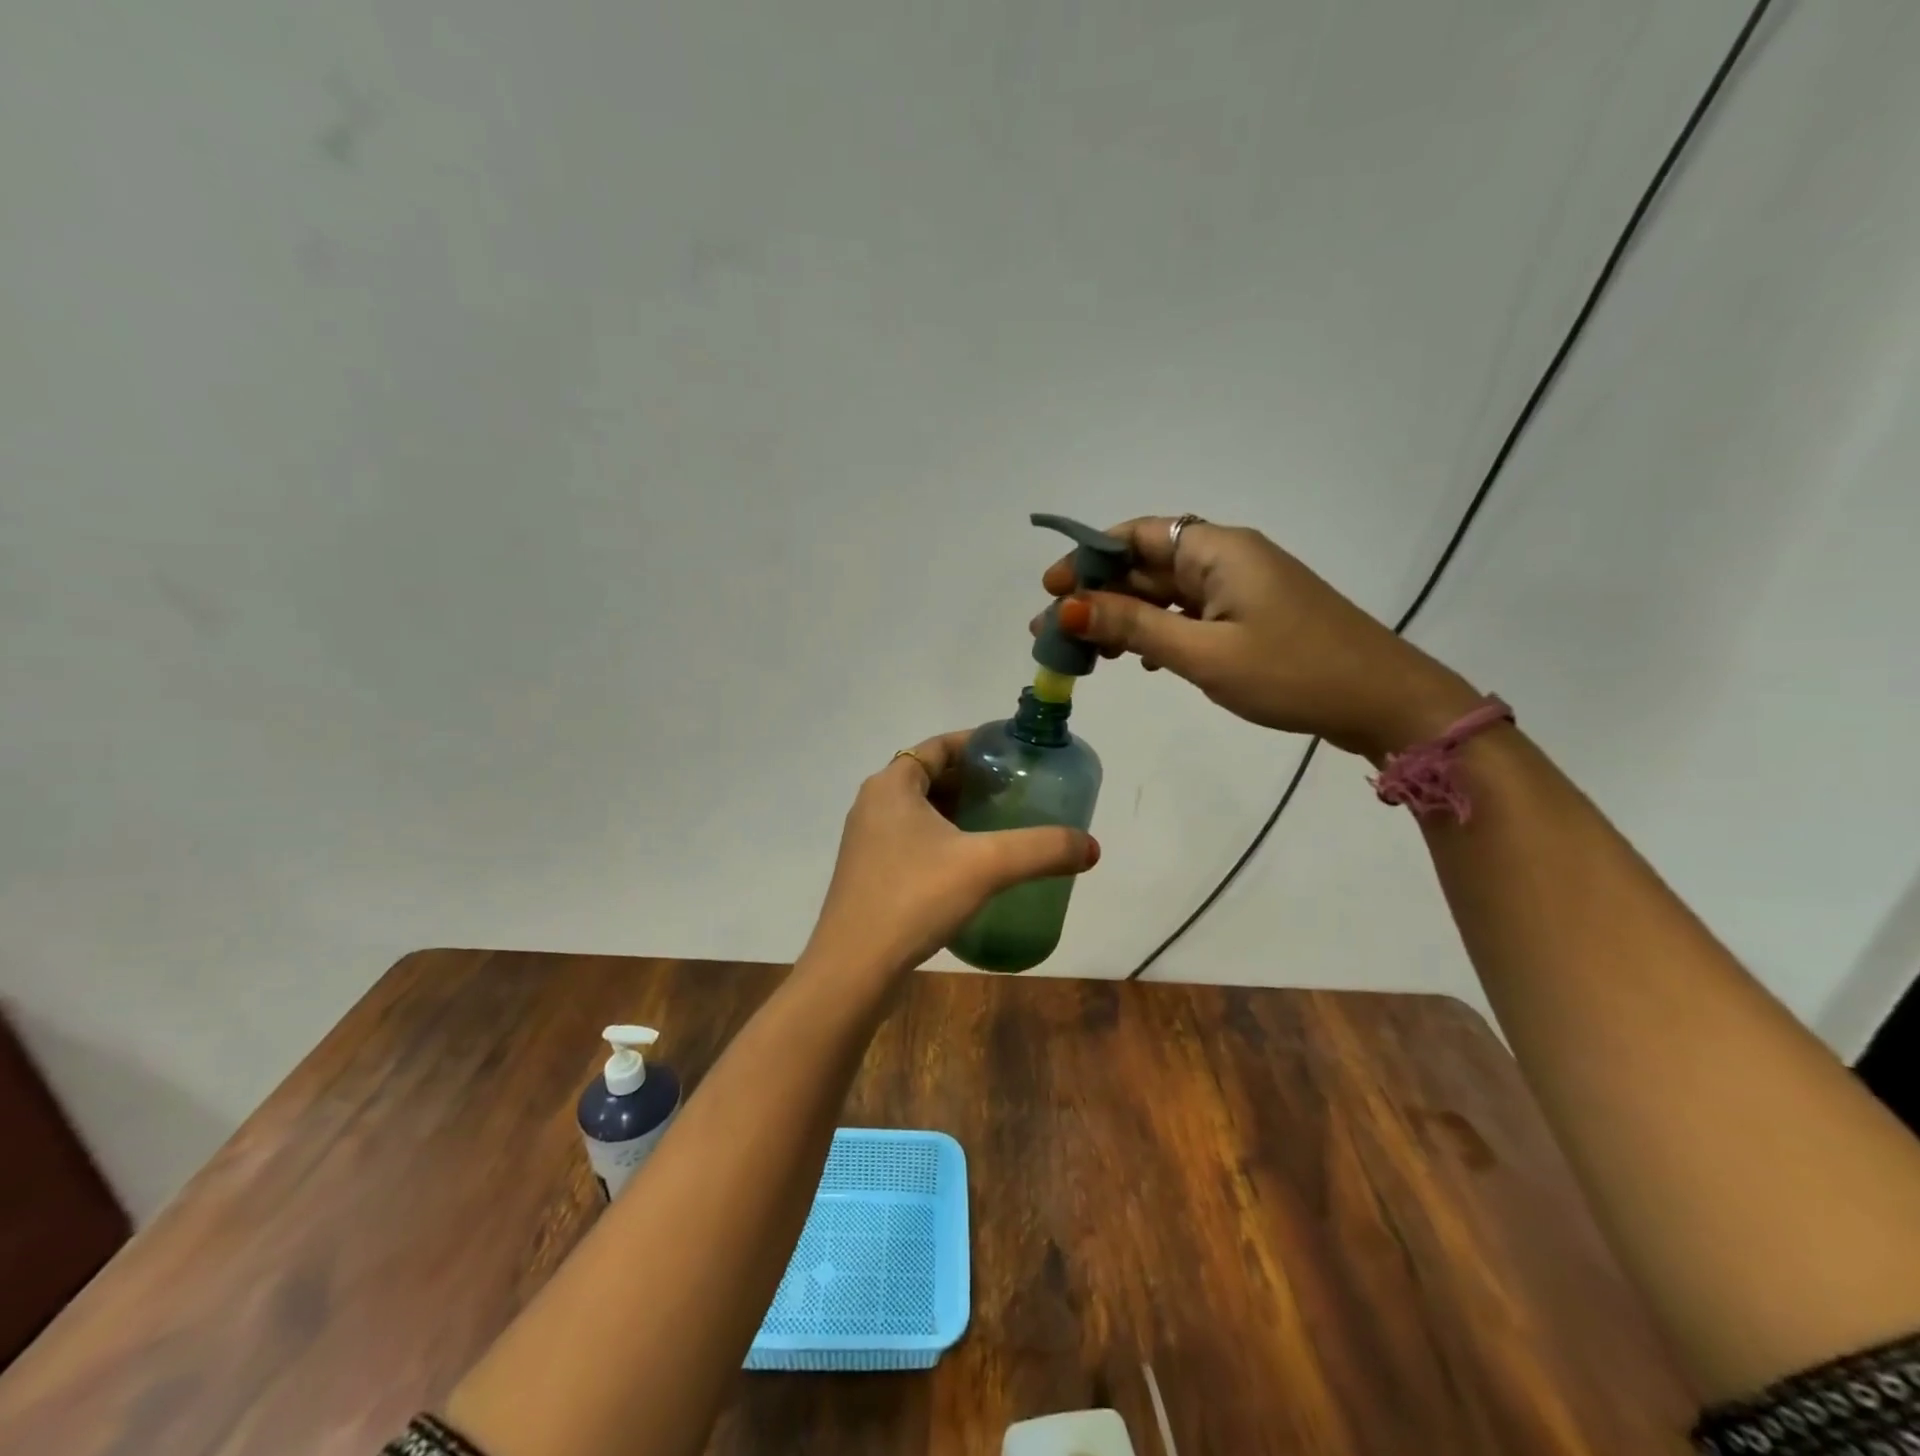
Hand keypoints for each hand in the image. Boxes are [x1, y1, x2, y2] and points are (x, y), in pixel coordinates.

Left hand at [804, 731, 1099, 975]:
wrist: (854, 969)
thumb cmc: (914, 898)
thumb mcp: (986, 866)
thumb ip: (1041, 849)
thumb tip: (1092, 847)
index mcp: (891, 785)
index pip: (939, 746)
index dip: (978, 745)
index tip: (1015, 755)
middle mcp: (874, 805)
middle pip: (931, 777)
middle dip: (973, 781)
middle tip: (1017, 792)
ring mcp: (868, 842)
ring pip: (921, 812)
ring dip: (959, 813)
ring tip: (1002, 825)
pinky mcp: (870, 875)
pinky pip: (913, 842)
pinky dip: (944, 841)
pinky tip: (973, 866)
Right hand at [1034, 517, 1481, 759]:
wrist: (1382, 701)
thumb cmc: (1292, 673)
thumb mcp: (1203, 653)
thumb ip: (1134, 628)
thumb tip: (1068, 608)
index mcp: (1216, 550)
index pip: (1134, 536)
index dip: (1086, 558)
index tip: (1050, 591)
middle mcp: (1225, 558)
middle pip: (1144, 566)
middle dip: (1096, 595)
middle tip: (1051, 634)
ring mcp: (1239, 589)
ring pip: (1164, 594)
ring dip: (1122, 617)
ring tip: (1084, 653)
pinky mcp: (1249, 617)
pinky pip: (1188, 615)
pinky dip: (1156, 632)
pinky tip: (1137, 661)